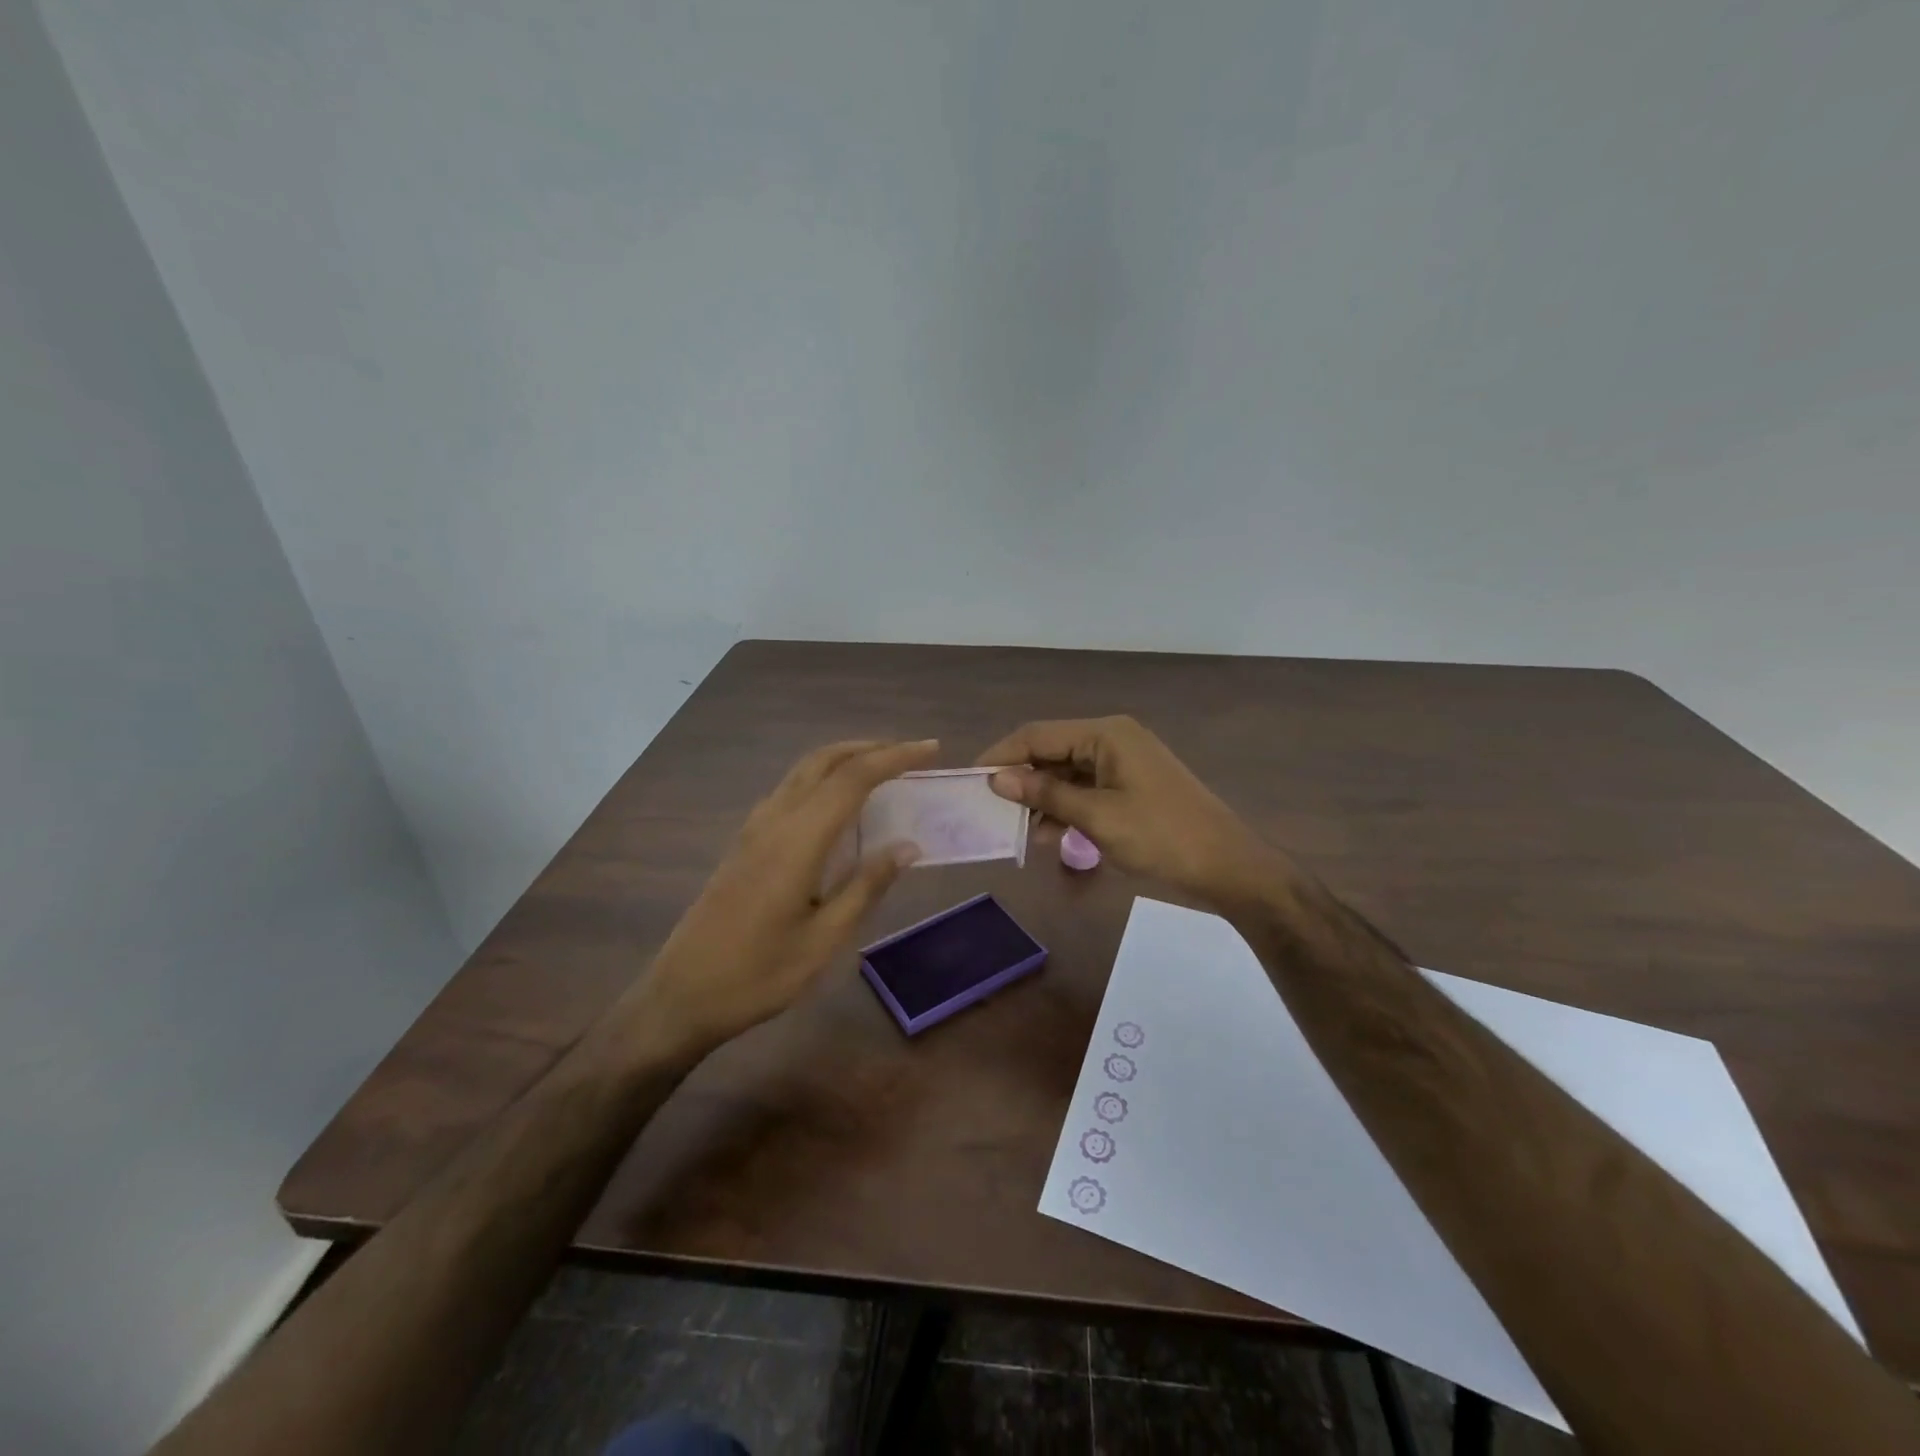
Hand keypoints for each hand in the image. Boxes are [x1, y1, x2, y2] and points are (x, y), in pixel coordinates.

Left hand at [625, 738, 937, 1054]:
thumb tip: (908, 846)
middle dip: (871, 748)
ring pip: (804, 771)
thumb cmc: (759, 974)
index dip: (895, 757)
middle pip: (825, 760)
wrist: (682, 994)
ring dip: (845, 759)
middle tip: (911, 755)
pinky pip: (790, 789)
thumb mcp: (824, 939)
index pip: (853, 778)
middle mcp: (775, 820)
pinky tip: (839, 805)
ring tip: (883, 770)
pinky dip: (824, 779)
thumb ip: (867, 886)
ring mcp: (755, 828)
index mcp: (798, 839)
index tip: (931, 749)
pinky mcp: (745, 842)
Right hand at [976, 716, 1287, 907]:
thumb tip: (996, 778)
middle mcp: (1112, 739)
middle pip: (1051, 751)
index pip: (1038, 734)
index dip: (1001, 755)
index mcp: (1105, 734)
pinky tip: (1048, 834)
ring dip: (1042, 797)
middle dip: (1021, 778)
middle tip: (990, 809)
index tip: (970, 781)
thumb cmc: (1161, 837)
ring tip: (1017, 828)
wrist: (1227, 867)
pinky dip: (1065, 807)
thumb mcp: (1097, 817)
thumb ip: (1046, 793)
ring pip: (1066, 772)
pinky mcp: (1130, 786)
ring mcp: (1123, 763)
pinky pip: (1085, 789)